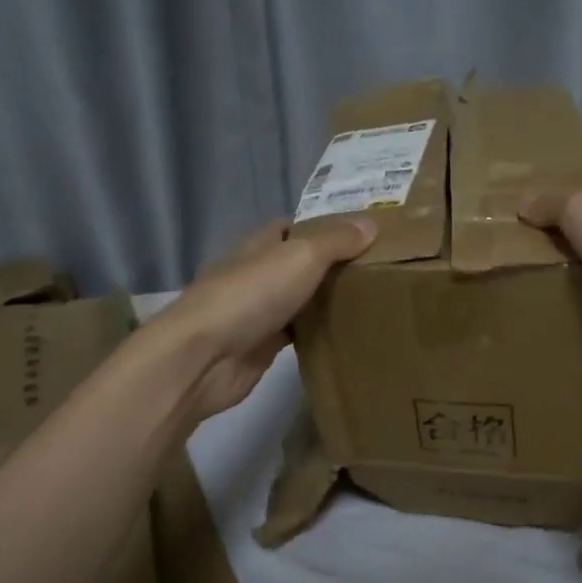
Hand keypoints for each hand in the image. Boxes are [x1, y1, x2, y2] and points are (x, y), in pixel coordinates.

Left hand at [159, 216, 375, 418]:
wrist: (204, 357)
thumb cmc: (250, 296)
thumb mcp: (300, 257)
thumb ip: (335, 241)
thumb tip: (370, 225)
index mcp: (260, 246)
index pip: (292, 228)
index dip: (323, 228)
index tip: (361, 236)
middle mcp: (256, 275)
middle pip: (297, 266)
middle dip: (330, 267)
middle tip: (377, 271)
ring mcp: (256, 313)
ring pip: (298, 301)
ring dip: (324, 302)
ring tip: (369, 302)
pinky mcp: (260, 348)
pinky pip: (296, 335)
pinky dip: (316, 334)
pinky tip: (345, 336)